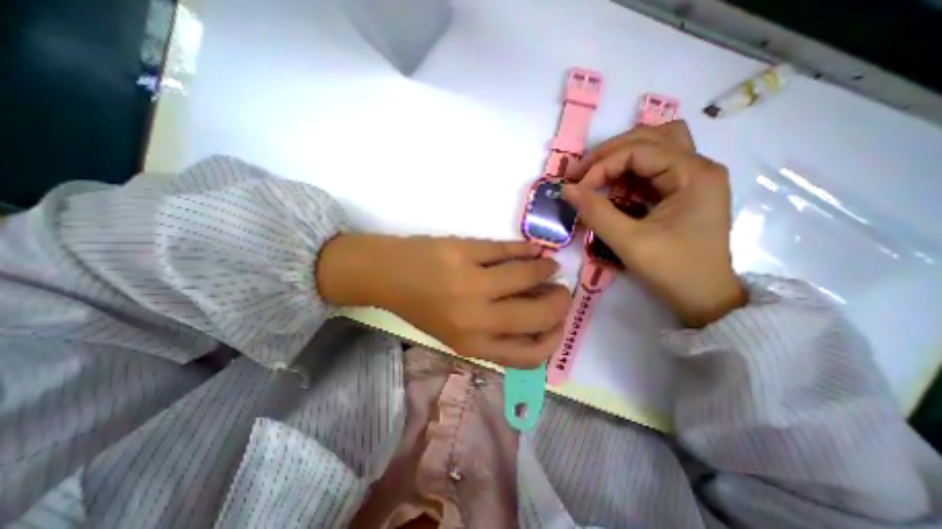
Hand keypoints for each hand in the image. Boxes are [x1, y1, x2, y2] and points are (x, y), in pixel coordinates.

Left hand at [315, 235, 569, 366]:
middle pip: (537, 314)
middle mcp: (474, 318)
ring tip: (548, 266)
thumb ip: (496, 335)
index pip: (530, 355)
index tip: (558, 323)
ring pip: (528, 274)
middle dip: (559, 302)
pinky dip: (527, 250)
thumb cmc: (423, 307)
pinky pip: (508, 249)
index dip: (554, 339)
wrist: (388, 275)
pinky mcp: (464, 250)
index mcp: (471, 344)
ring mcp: (470, 281)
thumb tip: (538, 321)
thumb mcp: (457, 334)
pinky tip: (533, 250)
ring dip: (546, 270)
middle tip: (561, 290)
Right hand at [561, 122, 747, 325]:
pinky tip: (614, 185)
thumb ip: (596, 212)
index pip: (638, 150)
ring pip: (655, 145)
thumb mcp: (629, 242)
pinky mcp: (685, 190)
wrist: (705, 298)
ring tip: (596, 174)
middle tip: (581, 173)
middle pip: (650, 136)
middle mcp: (698, 166)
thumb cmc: (673, 271)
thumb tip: (566, 189)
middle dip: (609, 152)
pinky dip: (630, 171)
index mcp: (693, 174)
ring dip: (622, 155)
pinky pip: (654, 167)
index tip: (577, 189)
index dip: (602, 166)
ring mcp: (694, 177)